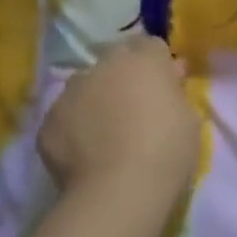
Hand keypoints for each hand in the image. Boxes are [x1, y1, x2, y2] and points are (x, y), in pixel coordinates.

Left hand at [37, 37, 200, 205]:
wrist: (119, 191)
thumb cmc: (167, 150)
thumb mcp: (189, 117)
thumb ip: (175, 91)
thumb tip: (170, 74)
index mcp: (142, 60)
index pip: (150, 45)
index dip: (157, 65)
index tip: (165, 87)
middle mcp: (101, 67)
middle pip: (114, 63)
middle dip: (124, 78)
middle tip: (136, 110)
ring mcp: (69, 94)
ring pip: (85, 89)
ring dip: (97, 101)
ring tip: (107, 135)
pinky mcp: (47, 124)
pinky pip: (66, 119)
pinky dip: (76, 130)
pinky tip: (87, 154)